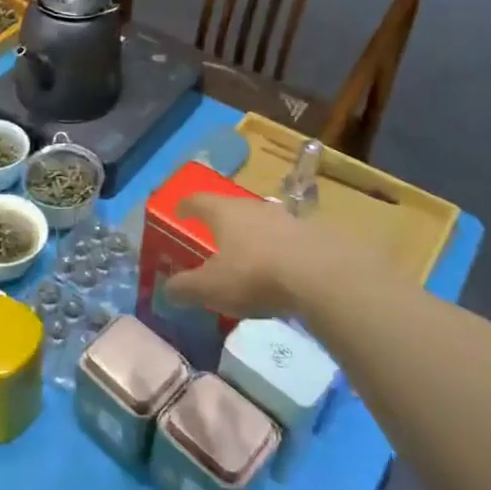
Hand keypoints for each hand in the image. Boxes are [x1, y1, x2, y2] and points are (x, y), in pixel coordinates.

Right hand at [165, 194, 381, 320]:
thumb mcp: (210, 288)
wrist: (323, 275)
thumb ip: (185, 288)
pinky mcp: (314, 235)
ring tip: (248, 254)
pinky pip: (288, 240)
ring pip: (262, 222)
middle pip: (231, 208)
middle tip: (213, 236)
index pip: (198, 200)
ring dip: (253, 235)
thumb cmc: (255, 275)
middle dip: (220, 221)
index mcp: (224, 213)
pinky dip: (279, 250)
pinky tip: (281, 269)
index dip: (185, 205)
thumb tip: (167, 289)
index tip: (178, 210)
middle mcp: (253, 207)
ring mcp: (287, 218)